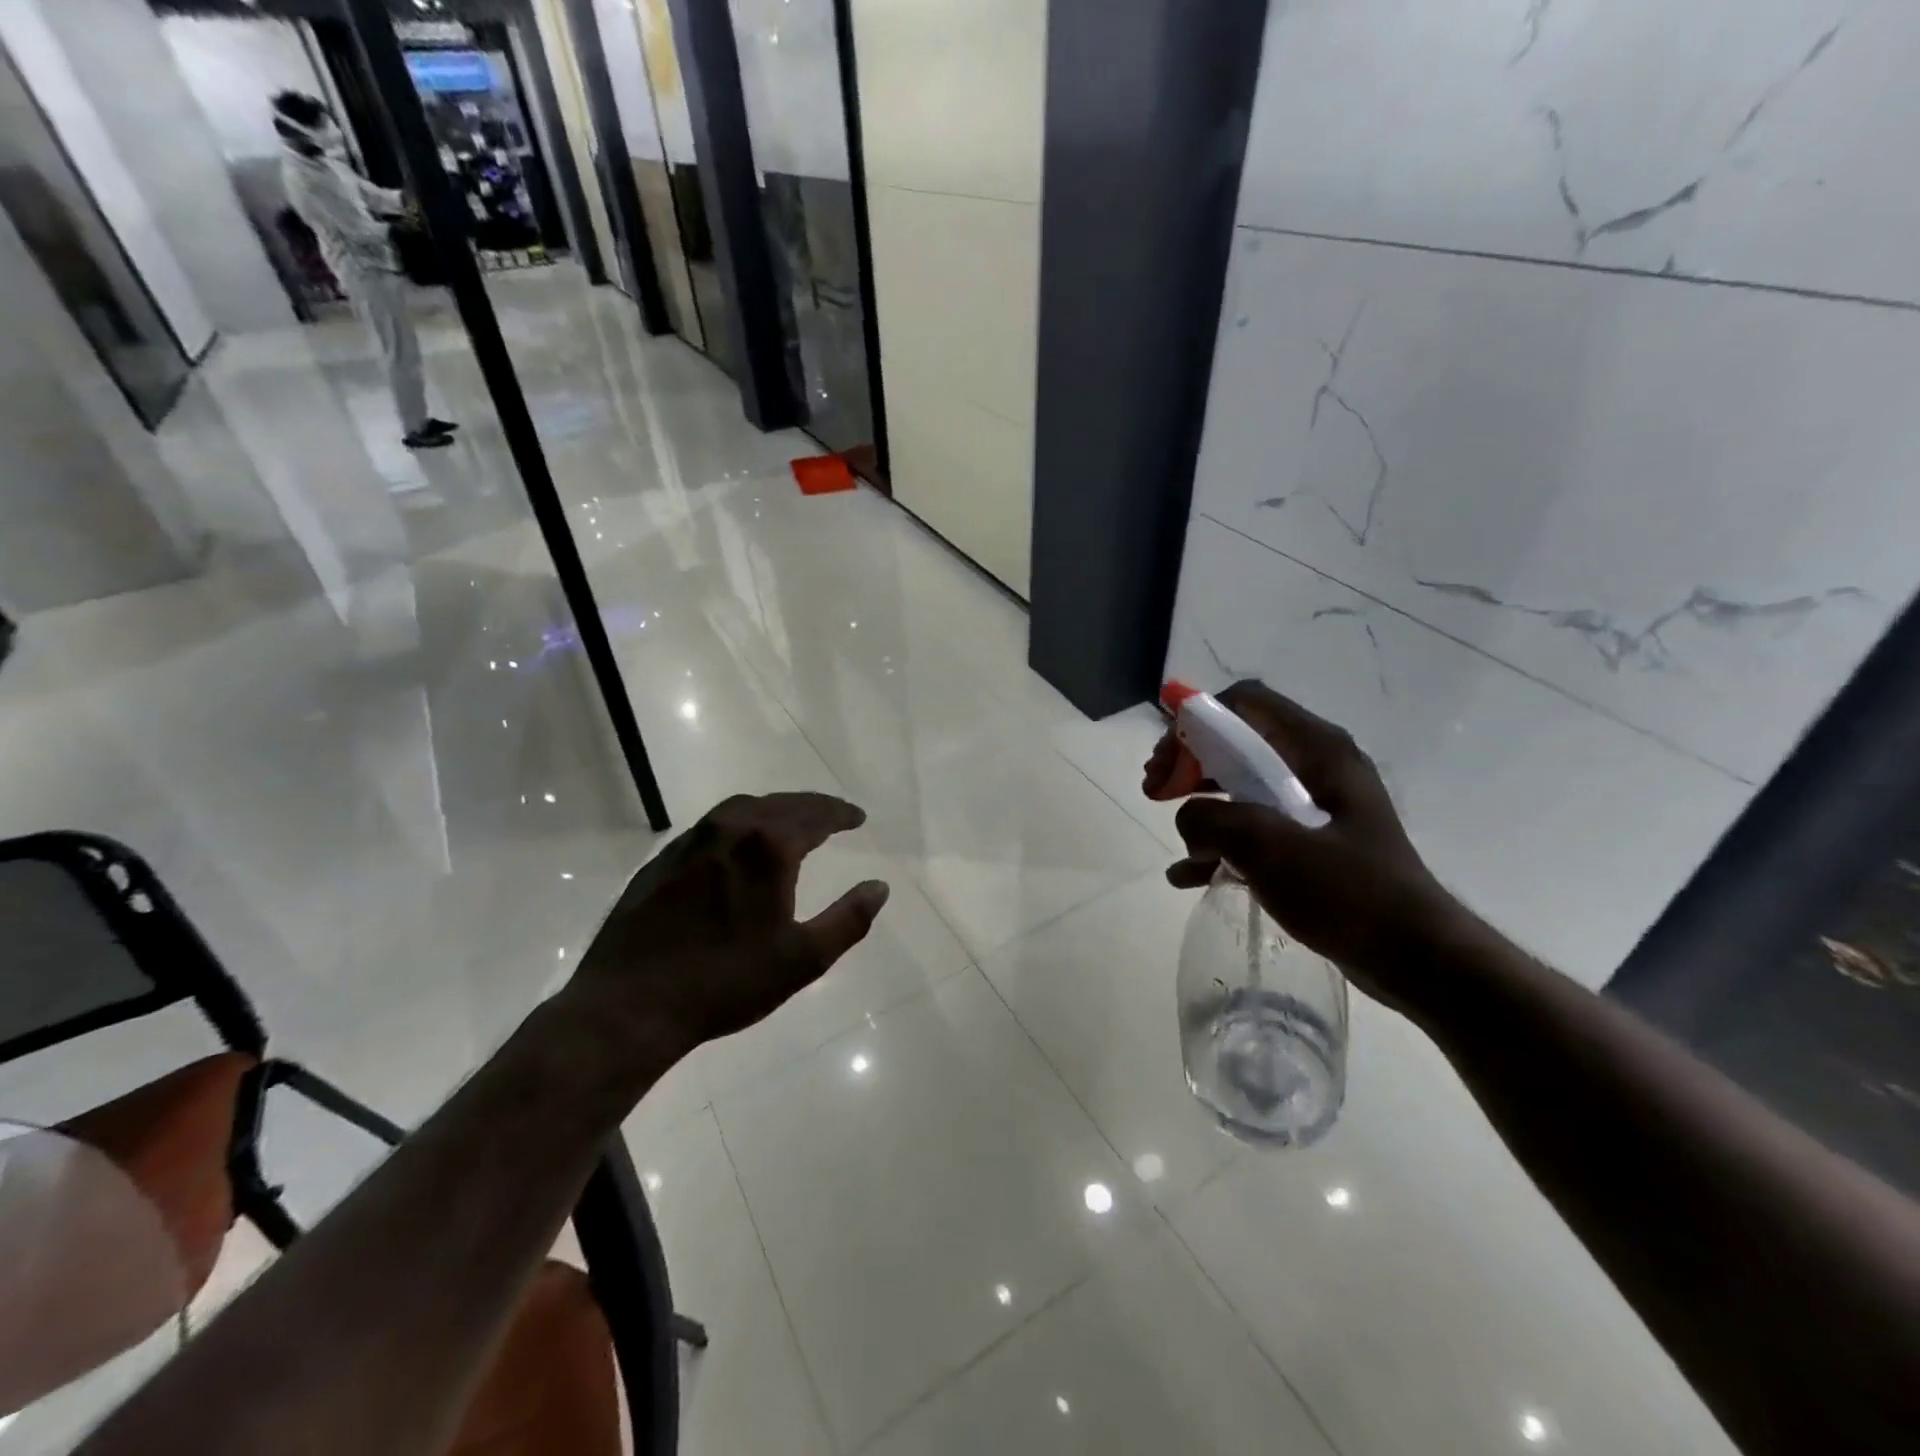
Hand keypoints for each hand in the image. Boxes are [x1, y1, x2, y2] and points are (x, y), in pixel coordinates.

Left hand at [564, 793, 889, 1059]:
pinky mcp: (662, 860)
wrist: (630, 1005)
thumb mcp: (803, 959)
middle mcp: (729, 830)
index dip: (841, 814)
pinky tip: (740, 848)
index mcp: (767, 847)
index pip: (815, 815)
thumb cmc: (726, 983)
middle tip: (833, 817)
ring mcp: (690, 842)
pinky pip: (712, 827)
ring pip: (742, 809)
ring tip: (792, 824)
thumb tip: (879, 887)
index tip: (859, 818)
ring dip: (774, 810)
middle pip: (780, 804)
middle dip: (811, 807)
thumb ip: (849, 919)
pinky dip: (739, 825)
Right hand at [1143, 680, 1464, 1009]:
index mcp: (1317, 750)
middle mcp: (1316, 767)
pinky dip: (1220, 844)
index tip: (1166, 763)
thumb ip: (1212, 821)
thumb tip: (1189, 819)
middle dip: (1189, 763)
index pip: (1245, 703)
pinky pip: (1254, 828)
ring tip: (1175, 836)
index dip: (1195, 721)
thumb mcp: (1270, 848)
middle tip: (1155, 791)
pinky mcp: (1312, 844)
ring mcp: (1315, 806)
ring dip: (1201, 805)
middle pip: (1237, 742)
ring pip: (1241, 785)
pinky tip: (1188, 876)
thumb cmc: (1348, 892)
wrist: (1416, 959)